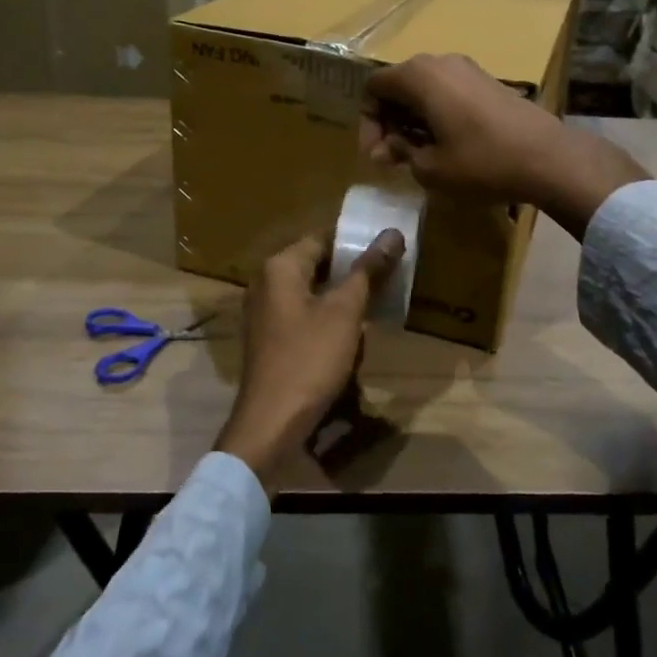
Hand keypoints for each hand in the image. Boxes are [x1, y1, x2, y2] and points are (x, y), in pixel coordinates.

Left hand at [215, 229, 404, 487]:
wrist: (271, 423)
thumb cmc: (309, 359)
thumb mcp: (345, 312)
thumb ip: (368, 270)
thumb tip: (392, 233)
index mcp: (280, 266)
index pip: (323, 237)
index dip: (356, 242)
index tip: (388, 249)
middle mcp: (266, 281)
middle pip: (316, 264)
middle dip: (351, 272)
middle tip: (388, 276)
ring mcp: (264, 311)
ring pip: (312, 291)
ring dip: (341, 298)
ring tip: (376, 305)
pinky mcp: (269, 338)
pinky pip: (302, 315)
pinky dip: (326, 318)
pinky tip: (351, 335)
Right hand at [359, 53, 649, 237]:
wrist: (548, 157)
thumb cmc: (481, 162)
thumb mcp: (430, 167)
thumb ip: (401, 151)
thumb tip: (390, 146)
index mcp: (419, 76)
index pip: (374, 87)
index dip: (368, 122)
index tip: (377, 156)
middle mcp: (440, 62)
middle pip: (398, 85)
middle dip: (389, 122)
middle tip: (392, 158)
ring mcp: (468, 69)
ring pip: (424, 89)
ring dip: (412, 119)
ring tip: (418, 155)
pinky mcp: (487, 82)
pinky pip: (447, 92)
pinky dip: (436, 114)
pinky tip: (445, 145)